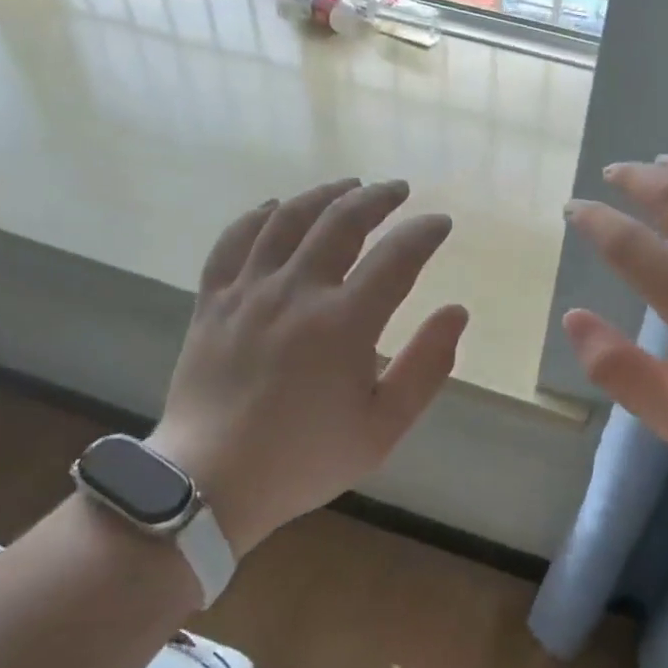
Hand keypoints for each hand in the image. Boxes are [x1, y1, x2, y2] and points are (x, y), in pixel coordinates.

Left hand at [148, 178, 466, 558]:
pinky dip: (258, 216)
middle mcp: (297, 291)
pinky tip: (275, 207)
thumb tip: (457, 311)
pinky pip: (234, 241)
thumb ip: (427, 366)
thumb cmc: (305, 459)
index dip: (424, 232)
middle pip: (342, 221)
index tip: (440, 223)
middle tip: (397, 190)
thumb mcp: (383, 427)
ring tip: (348, 186)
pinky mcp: (213, 301)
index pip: (397, 256)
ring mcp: (249, 291)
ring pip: (288, 219)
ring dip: (324, 195)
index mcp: (344, 323)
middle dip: (377, 198)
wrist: (210, 481)